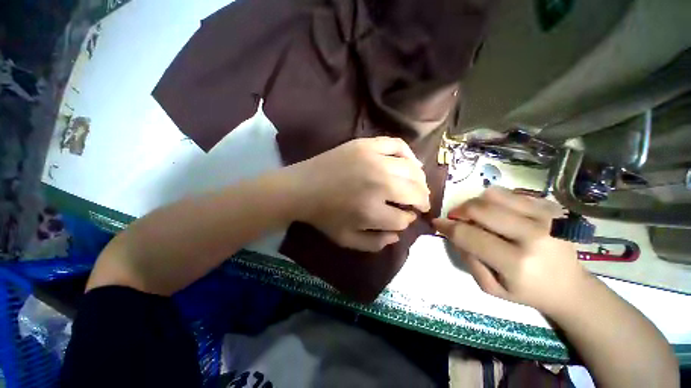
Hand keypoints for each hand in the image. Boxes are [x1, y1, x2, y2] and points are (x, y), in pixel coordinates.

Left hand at [286, 137, 430, 251]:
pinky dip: (409, 154)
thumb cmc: (323, 216)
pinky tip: (411, 163)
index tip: (404, 217)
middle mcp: (379, 184)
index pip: (403, 219)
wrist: (302, 188)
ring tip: (418, 186)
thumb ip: (375, 243)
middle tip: (420, 203)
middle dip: (422, 201)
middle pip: (415, 192)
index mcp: (372, 212)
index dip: (406, 220)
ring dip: (420, 181)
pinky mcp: (366, 145)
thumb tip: (398, 235)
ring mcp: (373, 161)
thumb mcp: (346, 240)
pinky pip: (397, 145)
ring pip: (412, 170)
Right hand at [433, 186, 587, 316]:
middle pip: (479, 208)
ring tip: (477, 215)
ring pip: (493, 194)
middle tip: (455, 218)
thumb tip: (453, 231)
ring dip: (476, 203)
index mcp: (517, 263)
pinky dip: (495, 201)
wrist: (571, 287)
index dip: (447, 226)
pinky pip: (510, 193)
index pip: (469, 235)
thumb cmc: (527, 291)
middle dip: (458, 211)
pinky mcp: (551, 208)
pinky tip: (498, 214)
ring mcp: (545, 217)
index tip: (437, 223)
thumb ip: (468, 258)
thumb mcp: (490, 287)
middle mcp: (533, 235)